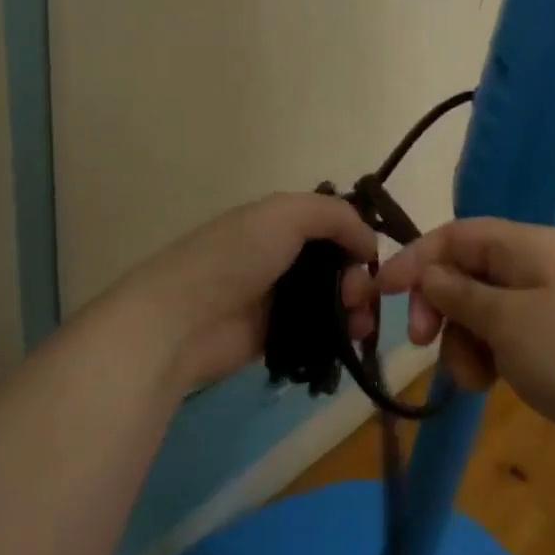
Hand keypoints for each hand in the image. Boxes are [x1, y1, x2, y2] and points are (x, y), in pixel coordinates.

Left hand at [95, 192, 377, 394]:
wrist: (183, 320)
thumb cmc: (236, 256)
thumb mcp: (287, 214)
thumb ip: (335, 216)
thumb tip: (369, 243)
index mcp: (276, 221)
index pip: (329, 223)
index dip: (354, 237)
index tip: (370, 258)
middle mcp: (277, 255)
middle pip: (333, 264)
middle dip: (357, 277)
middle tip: (361, 297)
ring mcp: (273, 299)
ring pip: (328, 299)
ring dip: (353, 308)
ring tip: (360, 323)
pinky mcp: (271, 337)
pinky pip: (314, 332)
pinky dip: (335, 334)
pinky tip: (348, 340)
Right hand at [360, 218, 554, 438]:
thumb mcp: (505, 321)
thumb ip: (458, 293)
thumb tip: (428, 274)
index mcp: (524, 245)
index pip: (455, 235)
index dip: (415, 259)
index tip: (384, 293)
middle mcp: (532, 264)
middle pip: (464, 272)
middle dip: (439, 307)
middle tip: (423, 343)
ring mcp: (543, 302)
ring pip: (478, 308)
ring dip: (462, 340)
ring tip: (472, 378)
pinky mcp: (550, 337)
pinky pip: (501, 334)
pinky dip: (486, 354)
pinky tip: (490, 383)